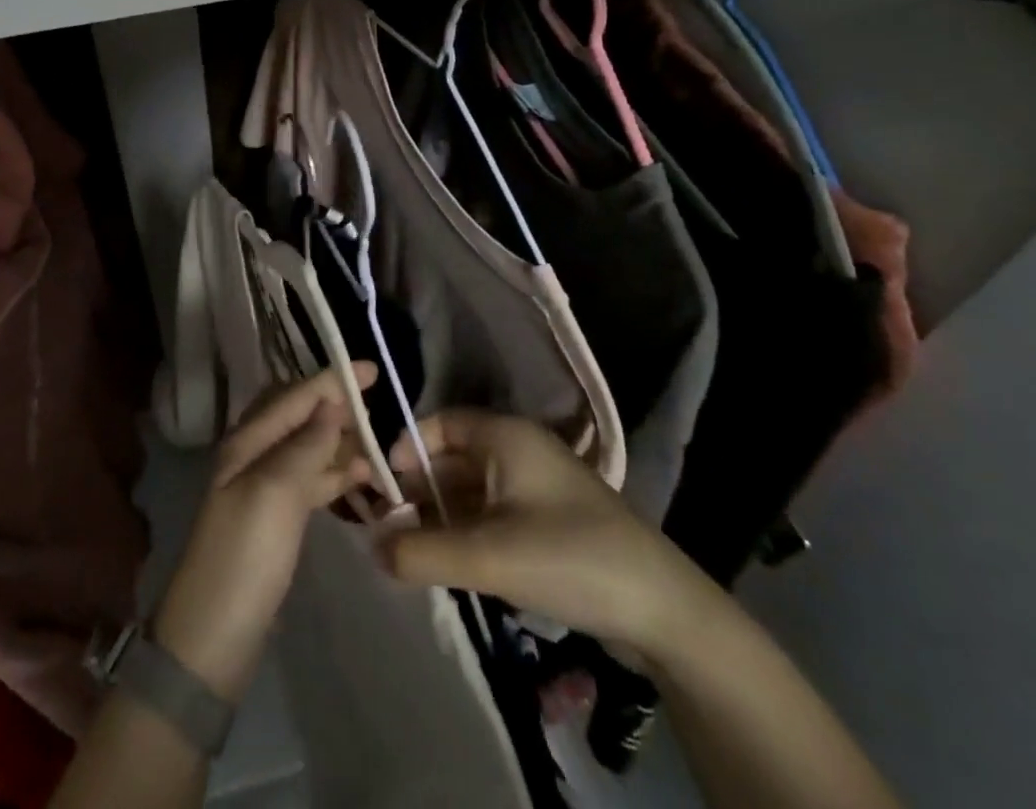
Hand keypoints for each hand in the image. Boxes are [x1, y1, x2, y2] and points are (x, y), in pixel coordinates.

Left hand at [151, 364, 378, 700]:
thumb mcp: (275, 494)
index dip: (330, 380)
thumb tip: (331, 403)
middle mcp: (254, 456)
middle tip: (377, 404)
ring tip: (380, 441)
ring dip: (341, 440)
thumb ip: (304, 446)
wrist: (213, 638)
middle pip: (300, 417)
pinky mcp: (278, 519)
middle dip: (335, 405)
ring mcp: (265, 489)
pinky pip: (312, 481)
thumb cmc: (243, 557)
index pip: (293, 397)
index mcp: (246, 442)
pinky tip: (363, 477)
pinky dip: (337, 474)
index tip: (371, 369)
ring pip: (309, 448)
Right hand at [379, 410, 729, 667]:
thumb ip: (422, 551)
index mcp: (506, 436)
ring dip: (443, 516)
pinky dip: (469, 532)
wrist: (665, 611)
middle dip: (420, 491)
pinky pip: (495, 514)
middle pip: (454, 458)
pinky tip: (454, 564)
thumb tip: (371, 546)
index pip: (440, 424)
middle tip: (389, 529)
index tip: (381, 487)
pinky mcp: (551, 522)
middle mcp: (520, 450)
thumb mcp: (488, 557)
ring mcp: (538, 486)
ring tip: (414, 552)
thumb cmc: (570, 558)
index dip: (407, 450)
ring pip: (474, 490)